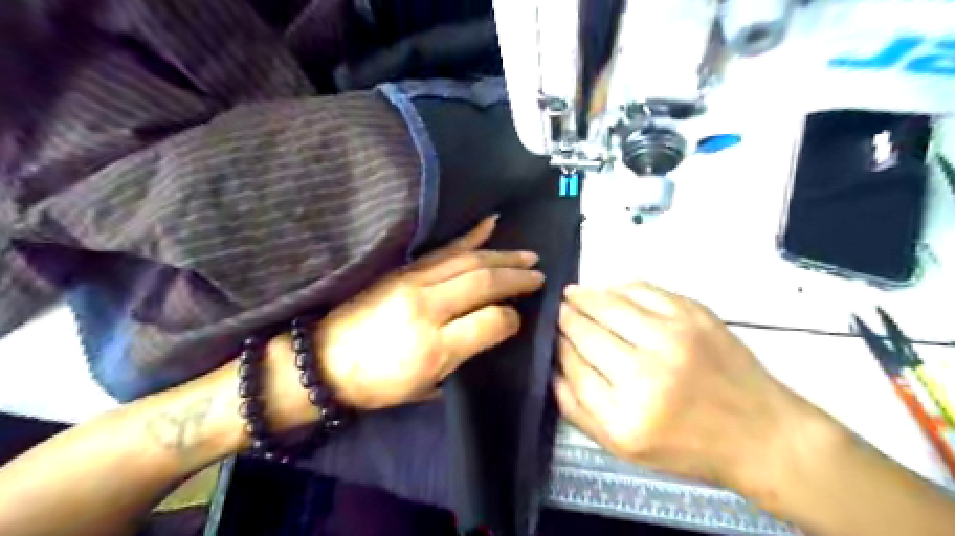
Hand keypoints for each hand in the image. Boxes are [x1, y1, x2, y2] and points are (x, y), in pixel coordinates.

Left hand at [316, 217, 544, 407]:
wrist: (324, 360)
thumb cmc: (378, 384)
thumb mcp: (427, 387)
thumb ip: (466, 357)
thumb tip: (497, 326)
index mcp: (434, 347)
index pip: (491, 321)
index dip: (513, 317)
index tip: (520, 317)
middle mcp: (426, 308)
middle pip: (484, 282)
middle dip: (517, 277)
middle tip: (540, 275)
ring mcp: (412, 282)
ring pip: (469, 260)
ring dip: (503, 255)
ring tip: (528, 254)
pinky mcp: (403, 269)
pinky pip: (443, 249)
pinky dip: (470, 235)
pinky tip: (489, 224)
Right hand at [554, 283, 803, 487]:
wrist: (760, 434)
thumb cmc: (687, 446)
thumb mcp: (623, 448)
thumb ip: (578, 411)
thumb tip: (552, 369)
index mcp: (623, 415)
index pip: (573, 365)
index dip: (558, 345)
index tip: (552, 335)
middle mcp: (645, 374)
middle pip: (587, 332)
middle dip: (566, 317)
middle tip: (558, 309)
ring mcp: (672, 338)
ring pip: (610, 305)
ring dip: (585, 296)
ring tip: (573, 293)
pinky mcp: (694, 316)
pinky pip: (644, 290)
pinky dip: (620, 287)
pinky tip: (610, 289)